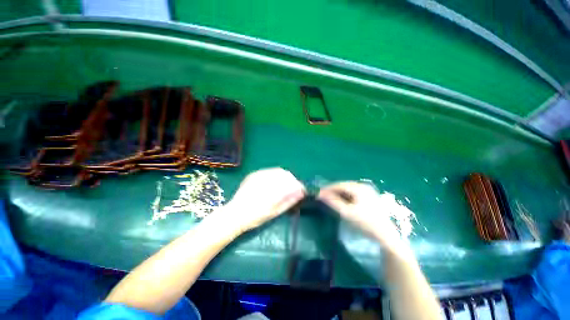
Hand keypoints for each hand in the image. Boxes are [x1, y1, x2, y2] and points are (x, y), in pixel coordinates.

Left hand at [225, 168, 305, 232]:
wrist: (234, 214)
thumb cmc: (255, 217)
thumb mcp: (274, 212)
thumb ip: (288, 201)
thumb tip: (301, 193)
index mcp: (271, 190)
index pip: (290, 182)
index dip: (298, 185)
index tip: (301, 191)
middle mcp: (265, 179)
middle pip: (285, 174)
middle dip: (292, 180)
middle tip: (293, 189)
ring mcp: (258, 175)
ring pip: (277, 171)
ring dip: (284, 177)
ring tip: (284, 186)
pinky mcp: (254, 175)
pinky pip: (269, 171)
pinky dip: (275, 176)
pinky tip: (274, 183)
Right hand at [318, 181, 408, 254]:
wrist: (385, 235)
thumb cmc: (365, 223)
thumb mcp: (346, 212)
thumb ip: (333, 202)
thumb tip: (320, 194)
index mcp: (359, 188)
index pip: (339, 185)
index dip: (328, 188)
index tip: (319, 193)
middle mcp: (364, 186)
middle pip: (344, 186)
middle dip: (333, 190)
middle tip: (324, 196)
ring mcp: (368, 191)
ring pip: (349, 189)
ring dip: (339, 193)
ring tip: (331, 199)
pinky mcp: (370, 197)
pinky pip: (354, 193)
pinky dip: (346, 196)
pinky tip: (342, 201)